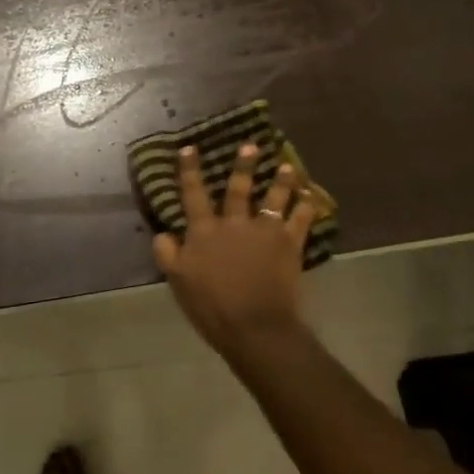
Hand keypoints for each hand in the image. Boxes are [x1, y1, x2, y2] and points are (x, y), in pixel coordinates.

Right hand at [153, 144, 317, 356]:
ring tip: (288, 166)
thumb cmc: (212, 308)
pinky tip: (312, 196)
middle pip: (238, 189)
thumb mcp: (178, 282)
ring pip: (274, 198)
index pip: (193, 194)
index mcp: (205, 232)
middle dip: (244, 166)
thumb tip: (162, 232)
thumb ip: (167, 254)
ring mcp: (264, 231)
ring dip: (282, 180)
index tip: (189, 148)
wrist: (255, 327)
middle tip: (251, 145)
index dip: (190, 170)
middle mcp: (234, 223)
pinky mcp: (289, 244)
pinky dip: (307, 206)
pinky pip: (301, 220)